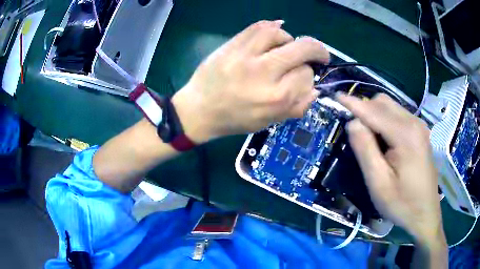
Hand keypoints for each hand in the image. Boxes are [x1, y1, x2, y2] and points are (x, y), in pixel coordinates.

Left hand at [172, 20, 329, 142]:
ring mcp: (246, 55)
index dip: (310, 76)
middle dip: (317, 50)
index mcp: (276, 98)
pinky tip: (276, 33)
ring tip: (288, 47)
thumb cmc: (236, 119)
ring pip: (281, 34)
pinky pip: (258, 27)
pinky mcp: (232, 45)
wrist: (199, 109)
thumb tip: (315, 89)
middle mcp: (264, 73)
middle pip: (302, 49)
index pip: (307, 76)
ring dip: (291, 40)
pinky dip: (272, 28)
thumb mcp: (269, 121)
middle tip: (319, 54)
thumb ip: (297, 107)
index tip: (305, 78)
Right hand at [337, 93, 445, 247]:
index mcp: (406, 135)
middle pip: (383, 103)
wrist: (425, 213)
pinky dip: (385, 121)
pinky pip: (398, 116)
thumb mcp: (378, 183)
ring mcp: (419, 126)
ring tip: (369, 139)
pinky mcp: (420, 132)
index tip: (336, 97)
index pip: (374, 111)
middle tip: (354, 131)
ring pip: (391, 107)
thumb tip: (353, 123)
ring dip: (375, 115)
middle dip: (365, 109)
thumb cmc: (401, 203)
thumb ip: (365, 149)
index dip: (353, 103)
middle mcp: (414, 123)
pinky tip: (384, 141)